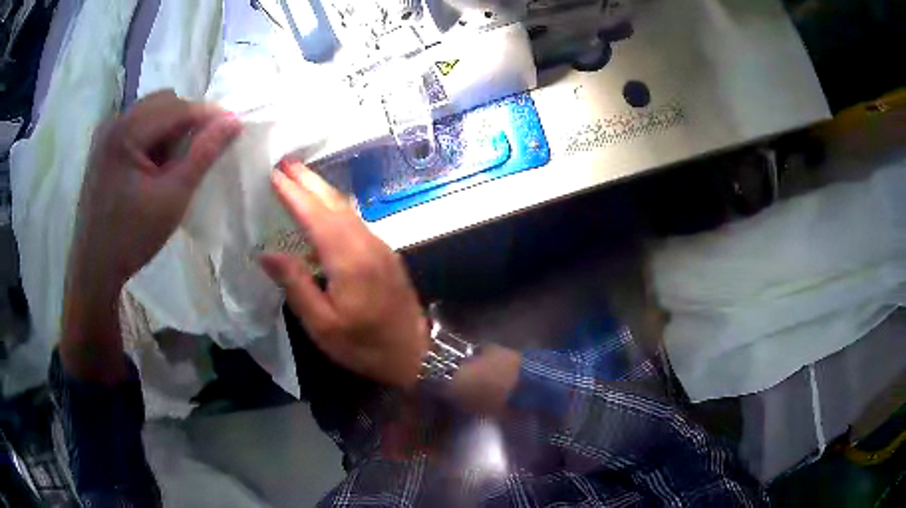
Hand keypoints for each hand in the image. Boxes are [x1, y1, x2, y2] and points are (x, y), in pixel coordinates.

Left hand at [61, 90, 239, 382]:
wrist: (94, 269)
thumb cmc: (131, 237)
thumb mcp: (172, 198)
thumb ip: (203, 154)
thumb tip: (234, 121)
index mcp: (127, 132)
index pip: (178, 108)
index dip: (208, 116)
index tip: (231, 130)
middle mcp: (114, 122)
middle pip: (164, 102)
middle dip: (186, 122)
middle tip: (194, 155)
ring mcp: (106, 134)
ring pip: (151, 112)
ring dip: (169, 130)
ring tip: (171, 165)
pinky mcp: (103, 147)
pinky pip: (137, 126)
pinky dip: (153, 138)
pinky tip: (152, 168)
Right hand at [260, 161, 428, 388]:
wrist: (415, 354)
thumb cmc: (364, 345)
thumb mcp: (322, 325)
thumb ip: (296, 285)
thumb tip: (267, 253)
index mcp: (349, 260)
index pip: (315, 216)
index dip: (294, 194)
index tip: (275, 173)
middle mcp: (367, 244)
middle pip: (334, 203)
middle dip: (309, 180)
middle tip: (286, 161)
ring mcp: (380, 247)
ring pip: (347, 209)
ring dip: (322, 191)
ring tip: (300, 177)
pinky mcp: (386, 254)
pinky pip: (356, 221)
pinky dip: (335, 208)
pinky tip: (323, 210)